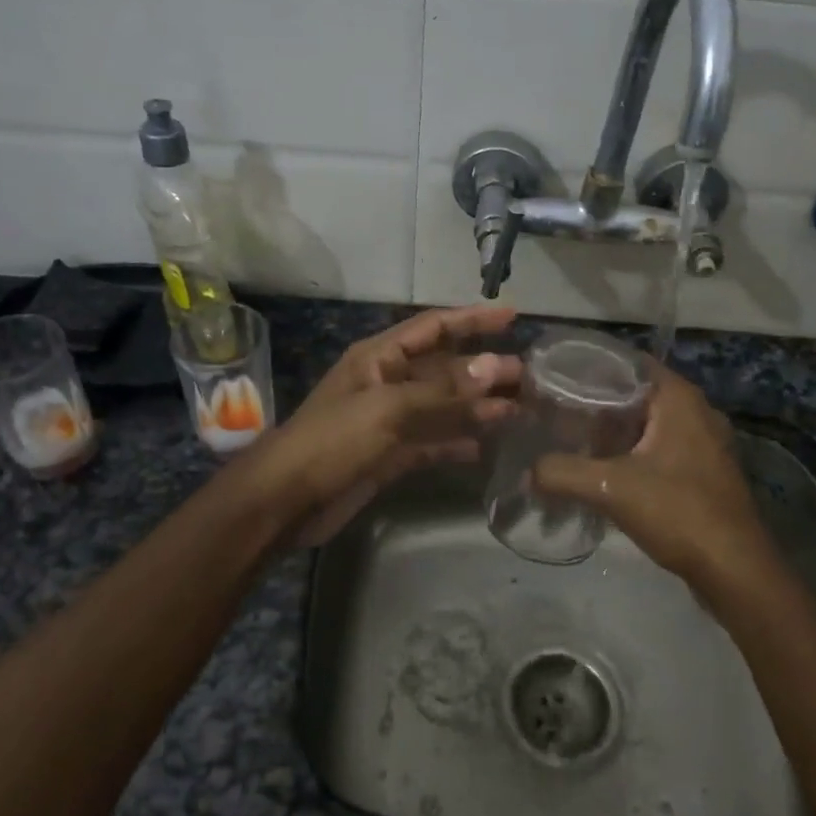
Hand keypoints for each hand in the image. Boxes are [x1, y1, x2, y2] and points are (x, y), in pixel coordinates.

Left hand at [237, 304, 521, 545]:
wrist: (287, 500)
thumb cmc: (333, 441)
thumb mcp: (389, 409)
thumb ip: (444, 392)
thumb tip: (496, 367)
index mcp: (379, 357)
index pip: (434, 328)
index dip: (472, 320)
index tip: (512, 315)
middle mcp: (386, 382)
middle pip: (444, 369)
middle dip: (483, 370)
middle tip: (528, 377)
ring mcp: (389, 421)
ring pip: (442, 407)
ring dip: (476, 407)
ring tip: (519, 410)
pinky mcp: (389, 456)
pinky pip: (431, 442)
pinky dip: (455, 442)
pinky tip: (483, 447)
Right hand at [533, 362, 785, 612]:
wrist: (735, 569)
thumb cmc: (678, 512)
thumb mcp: (611, 489)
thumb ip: (562, 473)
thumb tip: (528, 472)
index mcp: (679, 399)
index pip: (628, 363)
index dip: (590, 367)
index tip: (554, 379)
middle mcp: (696, 412)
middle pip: (636, 393)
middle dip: (597, 402)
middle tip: (556, 412)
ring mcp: (704, 443)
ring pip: (648, 424)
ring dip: (614, 431)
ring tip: (572, 439)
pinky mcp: (704, 472)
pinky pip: (660, 449)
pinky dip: (632, 453)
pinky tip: (605, 471)